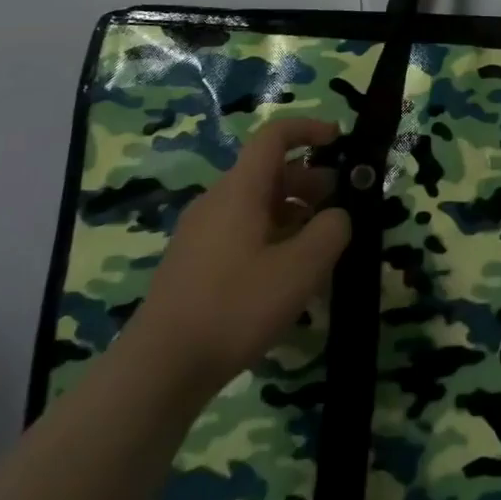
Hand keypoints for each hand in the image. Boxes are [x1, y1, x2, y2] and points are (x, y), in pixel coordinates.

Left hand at [126, 118, 351, 391]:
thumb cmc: (235, 307)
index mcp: (240, 189)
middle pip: (268, 172)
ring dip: (293, 213)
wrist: (158, 370)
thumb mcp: (301, 269)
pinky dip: (271, 237)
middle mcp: (217, 200)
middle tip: (341, 207)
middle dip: (310, 181)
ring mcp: (200, 233)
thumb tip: (338, 216)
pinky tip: (286, 278)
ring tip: (320, 248)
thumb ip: (331, 231)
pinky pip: (241, 232)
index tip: (340, 140)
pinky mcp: (193, 264)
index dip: (309, 129)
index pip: (274, 135)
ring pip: (255, 204)